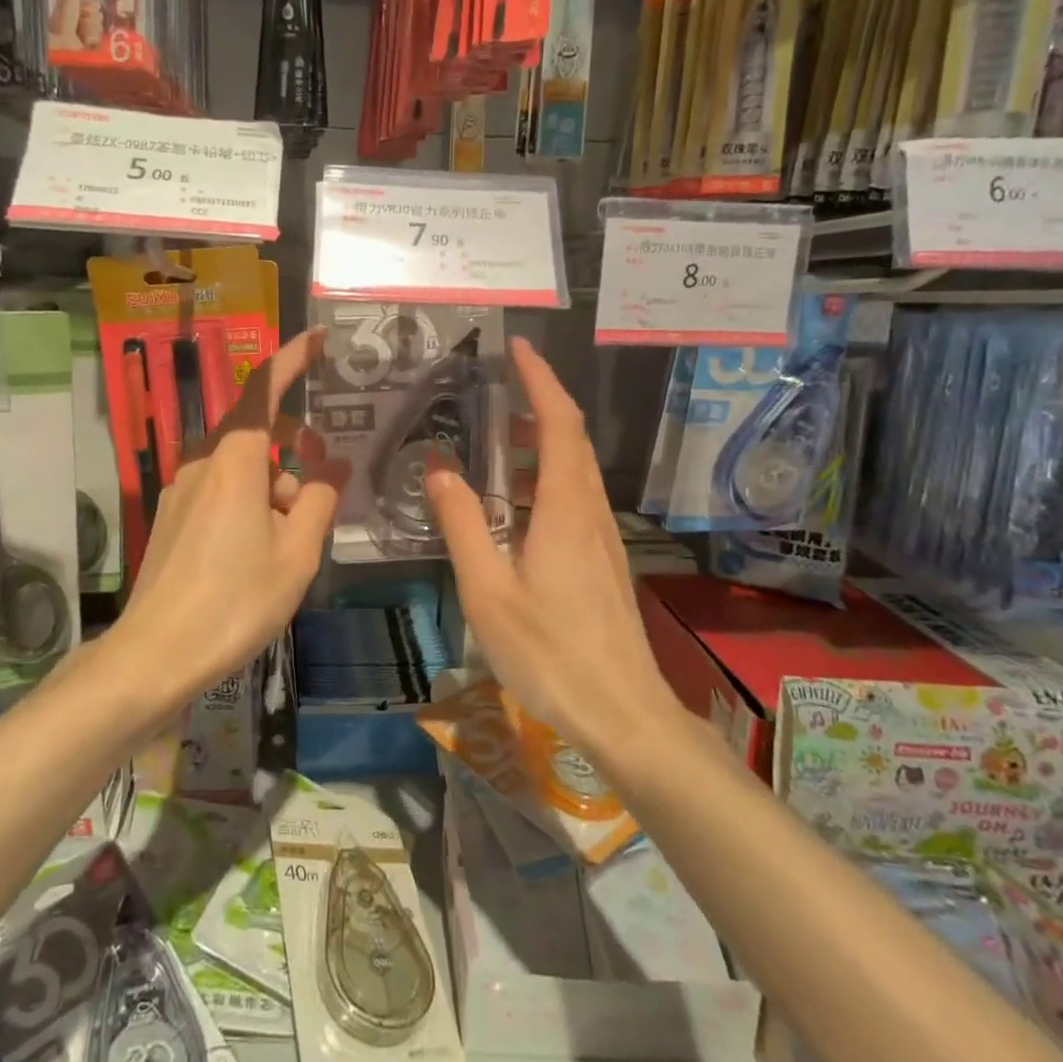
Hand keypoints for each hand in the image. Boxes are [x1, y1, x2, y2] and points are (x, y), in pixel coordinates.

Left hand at [118, 328, 345, 703]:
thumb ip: (319, 500)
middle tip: (326, 473)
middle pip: (255, 430)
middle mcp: (202, 464)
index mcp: (234, 461)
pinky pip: (220, 490)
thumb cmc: (235, 601)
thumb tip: (335, 467)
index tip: (318, 340)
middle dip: (295, 441)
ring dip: (275, 482)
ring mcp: (181, 491)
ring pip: (240, 466)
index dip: (292, 359)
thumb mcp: (296, 553)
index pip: (263, 389)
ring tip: (297, 534)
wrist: (155, 655)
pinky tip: (264, 548)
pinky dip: (251, 500)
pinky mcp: (172, 519)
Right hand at [427, 338, 671, 755]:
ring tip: (494, 445)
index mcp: (564, 509)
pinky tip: (516, 507)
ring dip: (540, 444)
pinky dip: (546, 480)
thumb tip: (438, 469)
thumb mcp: (488, 591)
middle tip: (494, 392)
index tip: (518, 349)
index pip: (558, 423)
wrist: (624, 712)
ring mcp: (603, 537)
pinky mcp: (604, 561)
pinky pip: (575, 500)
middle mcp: (590, 511)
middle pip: (570, 441)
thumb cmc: (550, 653)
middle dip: (538, 405)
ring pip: (574, 471)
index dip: (540, 380)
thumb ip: (463, 525)